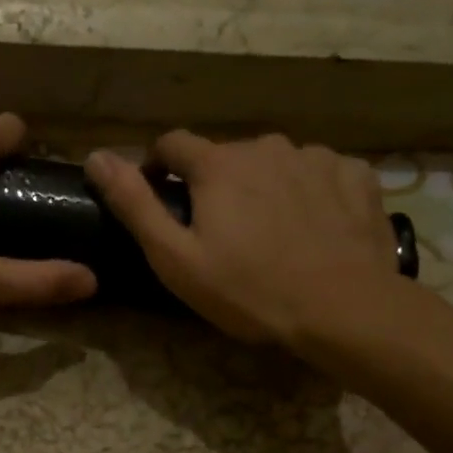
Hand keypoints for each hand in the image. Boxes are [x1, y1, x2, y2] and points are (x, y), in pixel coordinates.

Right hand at [85, 132, 403, 345]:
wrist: (344, 308)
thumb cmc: (249, 290)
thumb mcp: (175, 258)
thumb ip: (134, 204)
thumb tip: (96, 157)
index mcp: (218, 164)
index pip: (172, 144)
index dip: (159, 167)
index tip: (161, 197)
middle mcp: (266, 146)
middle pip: (227, 157)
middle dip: (216, 185)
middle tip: (222, 233)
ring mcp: (316, 157)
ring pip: (275, 164)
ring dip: (265, 187)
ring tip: (272, 234)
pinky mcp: (356, 176)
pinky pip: (321, 174)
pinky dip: (311, 192)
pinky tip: (316, 228)